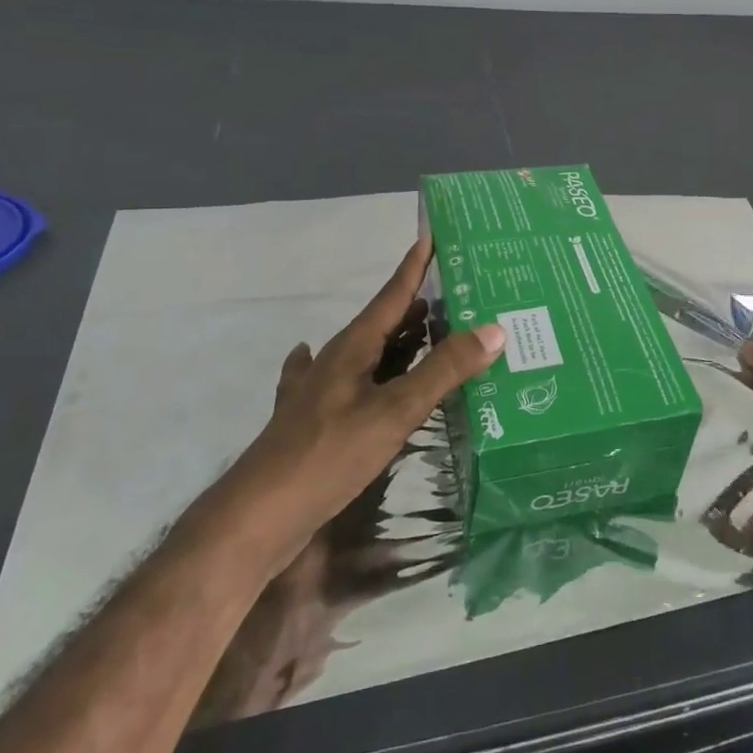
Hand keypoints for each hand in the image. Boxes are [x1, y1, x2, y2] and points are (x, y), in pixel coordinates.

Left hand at [225, 238, 503, 565]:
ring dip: (401, 340)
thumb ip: (444, 370)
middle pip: (384, 322)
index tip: (433, 234)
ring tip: (434, 331)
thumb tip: (495, 329)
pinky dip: (370, 373)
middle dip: (419, 306)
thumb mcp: (394, 411)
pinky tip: (355, 372)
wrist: (257, 518)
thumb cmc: (328, 454)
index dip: (415, 265)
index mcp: (353, 347)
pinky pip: (352, 384)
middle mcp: (337, 361)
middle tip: (460, 294)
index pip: (392, 294)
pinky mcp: (318, 422)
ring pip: (370, 353)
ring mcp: (322, 392)